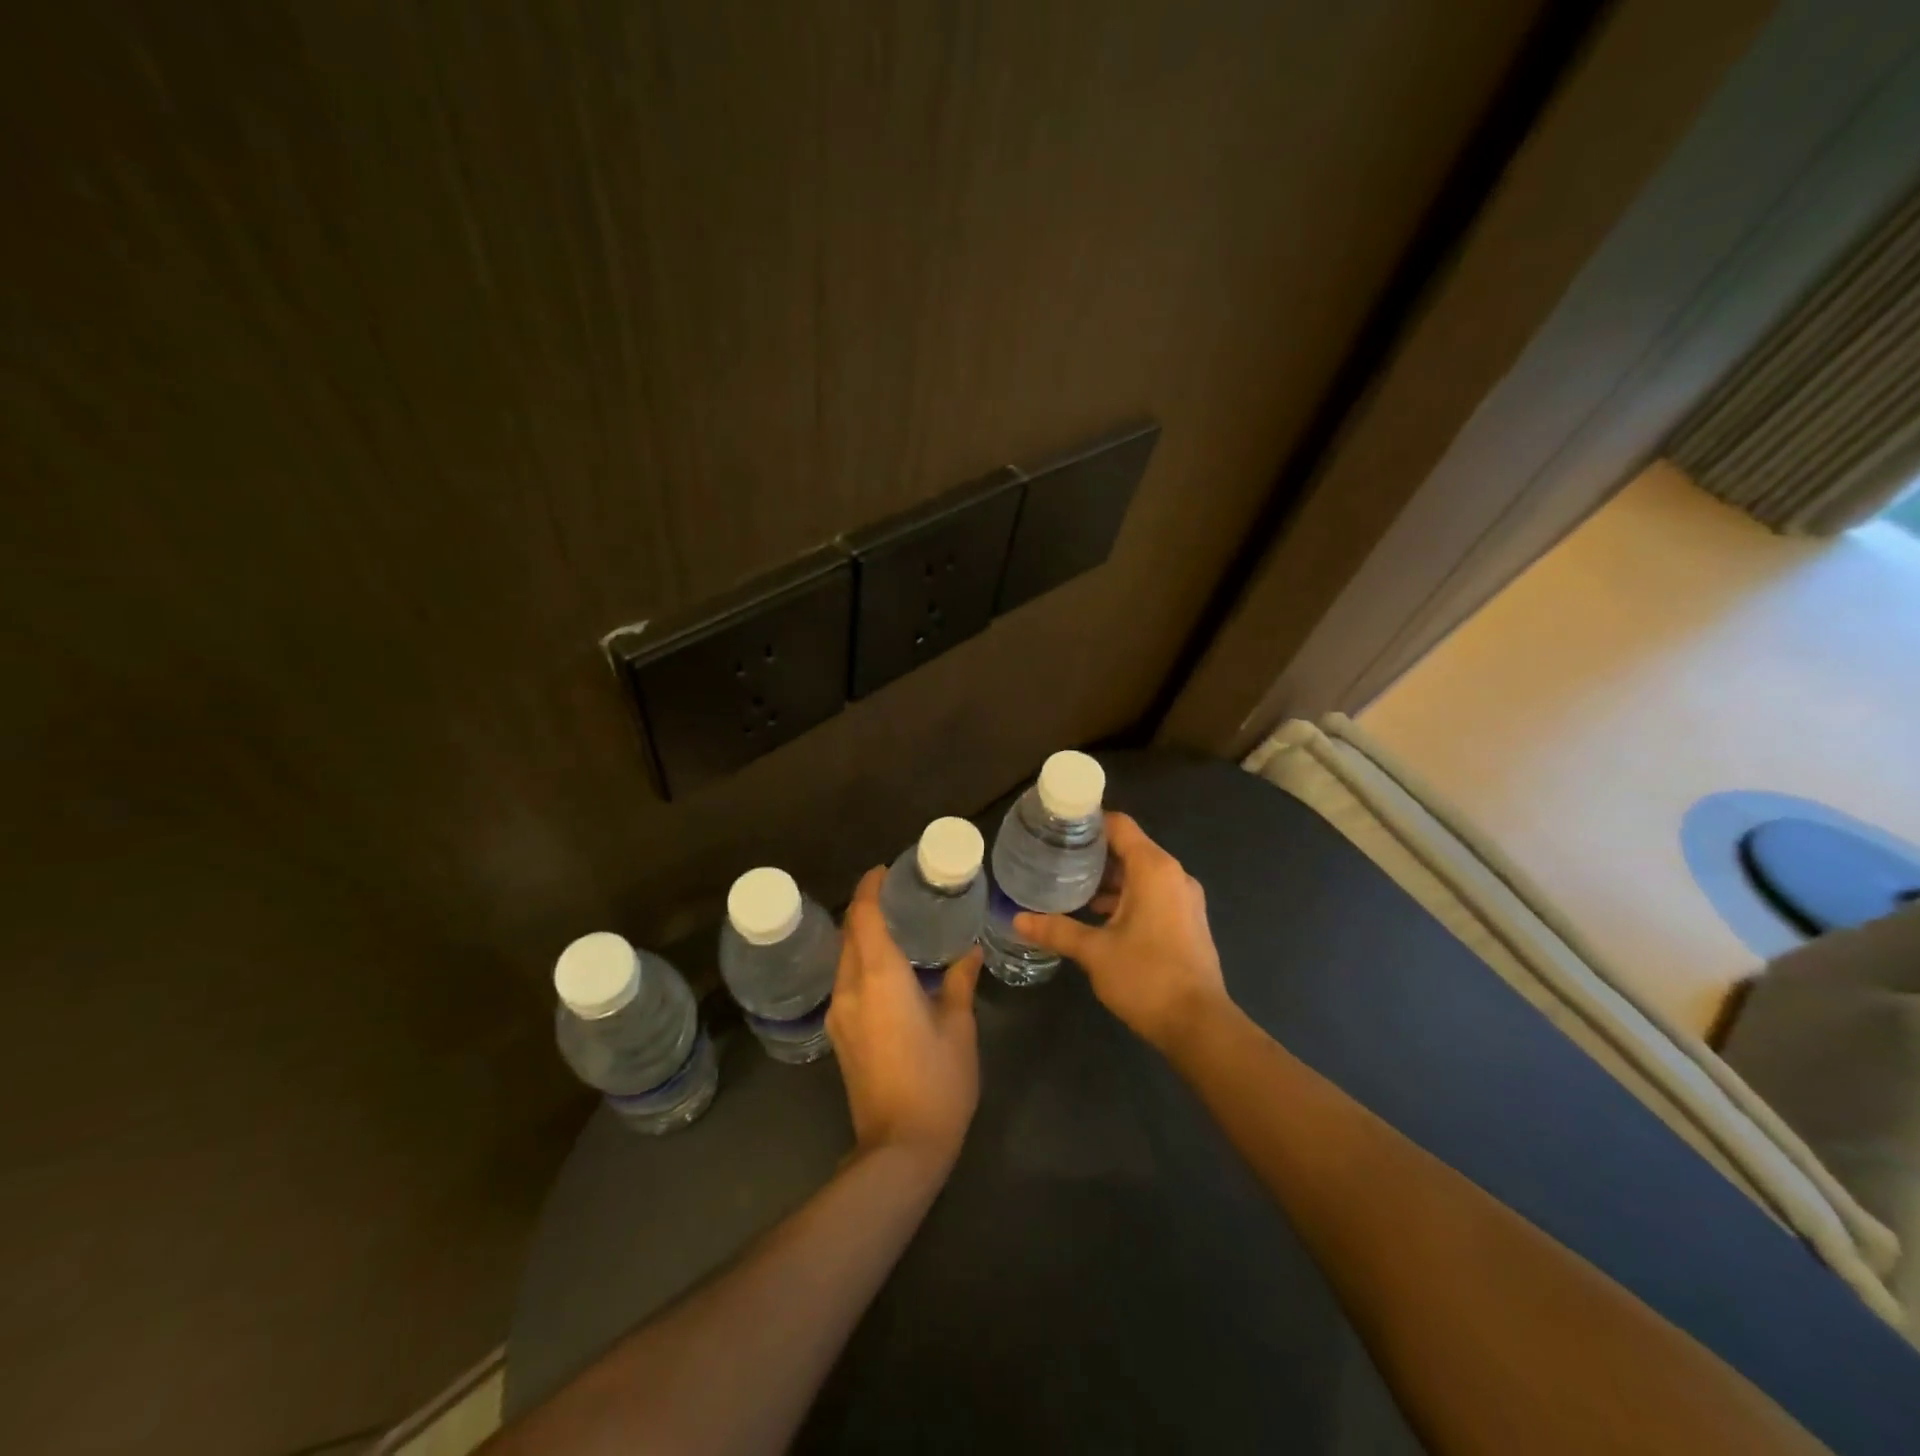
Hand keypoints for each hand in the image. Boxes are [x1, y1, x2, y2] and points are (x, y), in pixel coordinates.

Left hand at [827, 868, 981, 1168]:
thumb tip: (969, 952)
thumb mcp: (958, 1027)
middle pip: (849, 934)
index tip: (883, 871)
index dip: (869, 888)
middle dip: (866, 910)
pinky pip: (846, 983)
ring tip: (896, 930)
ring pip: (845, 960)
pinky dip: (862, 964)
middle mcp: (850, 988)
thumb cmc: (937, 1081)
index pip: (864, 916)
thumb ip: (959, 982)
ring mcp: (839, 1014)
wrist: (900, 1148)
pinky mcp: (840, 1037)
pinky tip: (888, 972)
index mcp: (880, 976)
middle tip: (897, 897)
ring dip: (863, 939)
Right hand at [1015, 812, 1229, 1052]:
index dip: (1088, 822)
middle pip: (1129, 848)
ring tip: (1069, 886)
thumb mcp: (1094, 951)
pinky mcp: (1187, 921)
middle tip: (1054, 858)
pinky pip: (1152, 893)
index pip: (1119, 825)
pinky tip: (1097, 915)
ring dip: (1109, 878)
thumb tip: (1017, 919)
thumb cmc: (1146, 977)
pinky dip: (1126, 896)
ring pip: (1141, 874)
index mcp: (1154, 869)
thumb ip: (1056, 929)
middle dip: (1093, 852)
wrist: (1199, 1026)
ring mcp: (1184, 899)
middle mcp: (1173, 875)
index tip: (1057, 827)